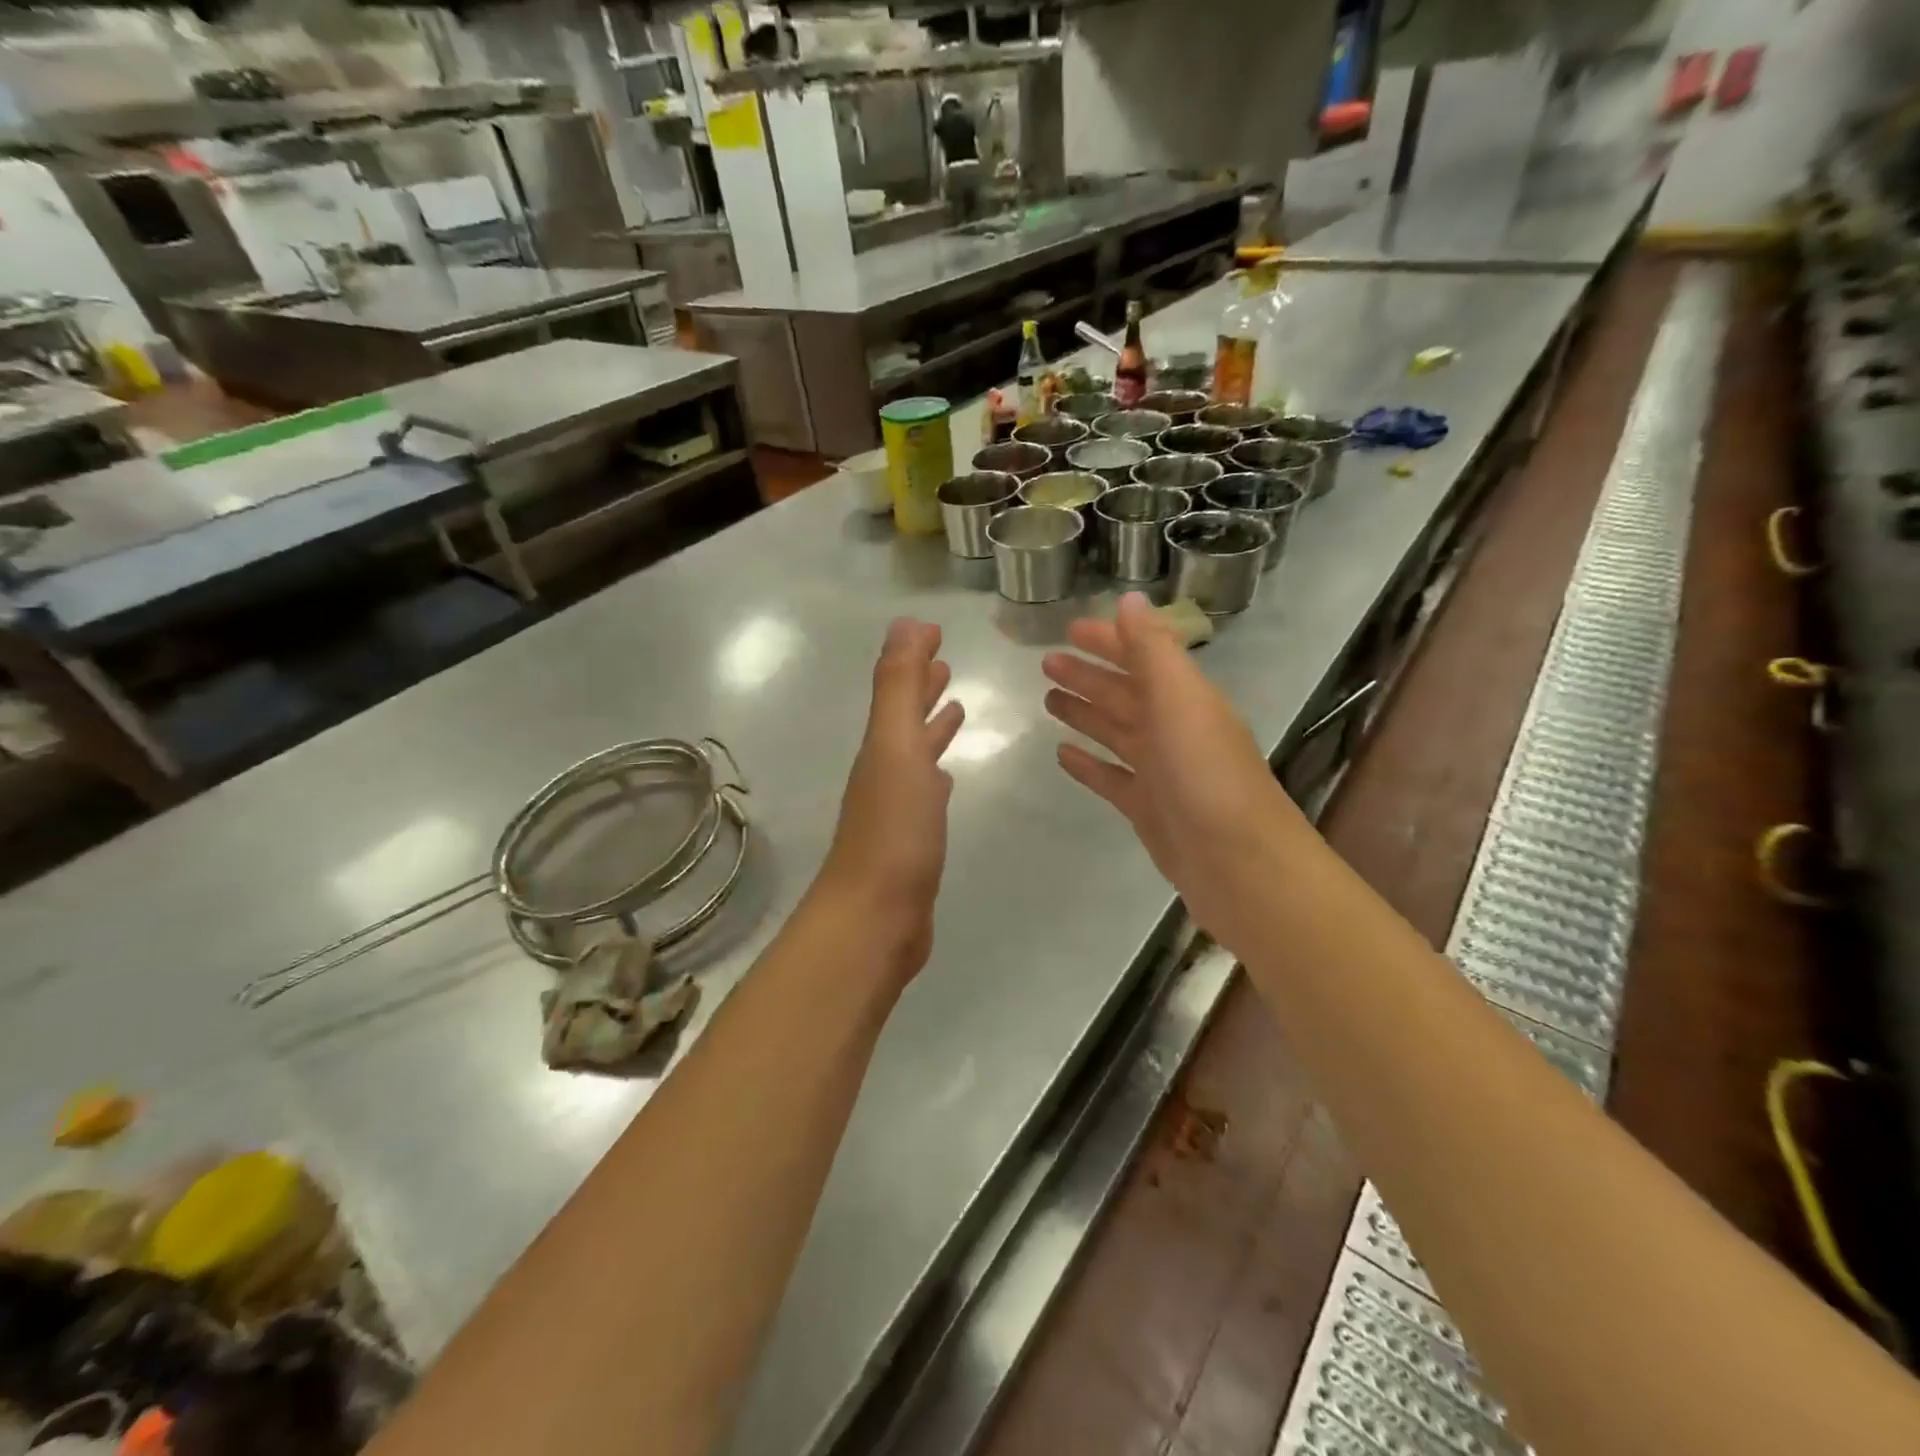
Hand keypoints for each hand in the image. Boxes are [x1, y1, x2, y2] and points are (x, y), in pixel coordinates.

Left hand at [818, 619, 964, 978]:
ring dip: (931, 728)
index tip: (935, 630)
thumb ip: (898, 687)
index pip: (897, 689)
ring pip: (915, 754)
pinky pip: (925, 793)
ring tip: (955, 708)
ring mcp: (896, 808)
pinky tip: (946, 779)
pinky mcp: (912, 841)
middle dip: (921, 688)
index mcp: (881, 747)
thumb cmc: (893, 830)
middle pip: (903, 719)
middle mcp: (884, 771)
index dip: (913, 658)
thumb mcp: (895, 747)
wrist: (877, 918)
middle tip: (945, 664)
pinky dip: (935, 775)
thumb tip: (904, 623)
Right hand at [1042, 593, 1307, 951]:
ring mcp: (1160, 772)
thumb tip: (1129, 598)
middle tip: (1046, 664)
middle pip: (1124, 694)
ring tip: (1049, 700)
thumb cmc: (1206, 774)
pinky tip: (1062, 755)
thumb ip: (1152, 649)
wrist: (1238, 863)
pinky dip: (1088, 764)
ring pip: (1115, 733)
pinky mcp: (1147, 809)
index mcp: (1185, 699)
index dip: (1108, 641)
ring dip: (1085, 714)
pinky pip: (1111, 778)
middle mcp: (1173, 730)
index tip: (1070, 630)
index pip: (1142, 657)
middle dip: (1088, 676)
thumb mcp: (1180, 699)